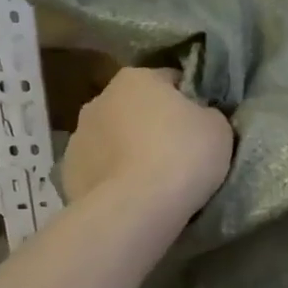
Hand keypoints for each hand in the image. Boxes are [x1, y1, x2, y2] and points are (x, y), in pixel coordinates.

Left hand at [61, 67, 232, 221]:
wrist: (136, 209)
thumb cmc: (182, 156)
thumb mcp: (218, 127)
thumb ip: (207, 114)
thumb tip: (198, 117)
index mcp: (136, 78)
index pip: (170, 80)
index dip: (190, 102)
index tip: (201, 125)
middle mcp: (100, 99)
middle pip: (136, 108)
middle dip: (153, 125)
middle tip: (179, 154)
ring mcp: (78, 137)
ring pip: (113, 139)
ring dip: (129, 151)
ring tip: (153, 181)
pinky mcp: (68, 172)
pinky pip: (100, 170)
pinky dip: (113, 178)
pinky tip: (131, 196)